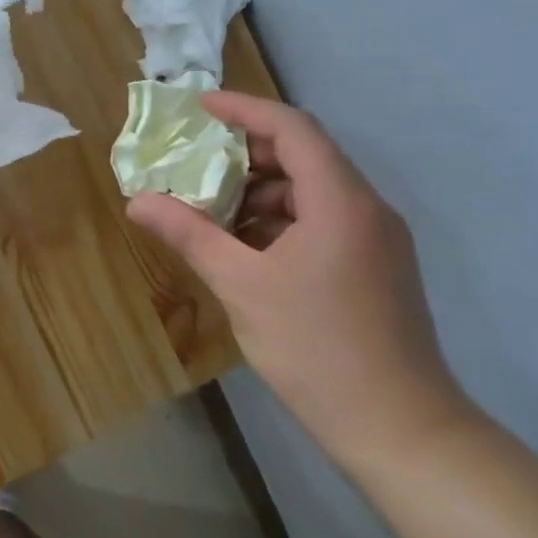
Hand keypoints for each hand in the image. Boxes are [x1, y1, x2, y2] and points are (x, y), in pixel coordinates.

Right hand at [126, 91, 472, 474]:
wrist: (400, 429)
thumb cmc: (317, 348)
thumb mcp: (241, 286)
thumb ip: (189, 234)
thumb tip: (137, 201)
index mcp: (341, 202)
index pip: (293, 129)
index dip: (245, 110)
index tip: (200, 108)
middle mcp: (367, 209)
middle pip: (305, 155)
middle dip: (246, 151)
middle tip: (194, 159)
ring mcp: (376, 240)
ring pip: (312, 190)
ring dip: (260, 189)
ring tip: (210, 206)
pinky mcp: (375, 267)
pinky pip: (323, 220)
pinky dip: (280, 219)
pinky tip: (244, 245)